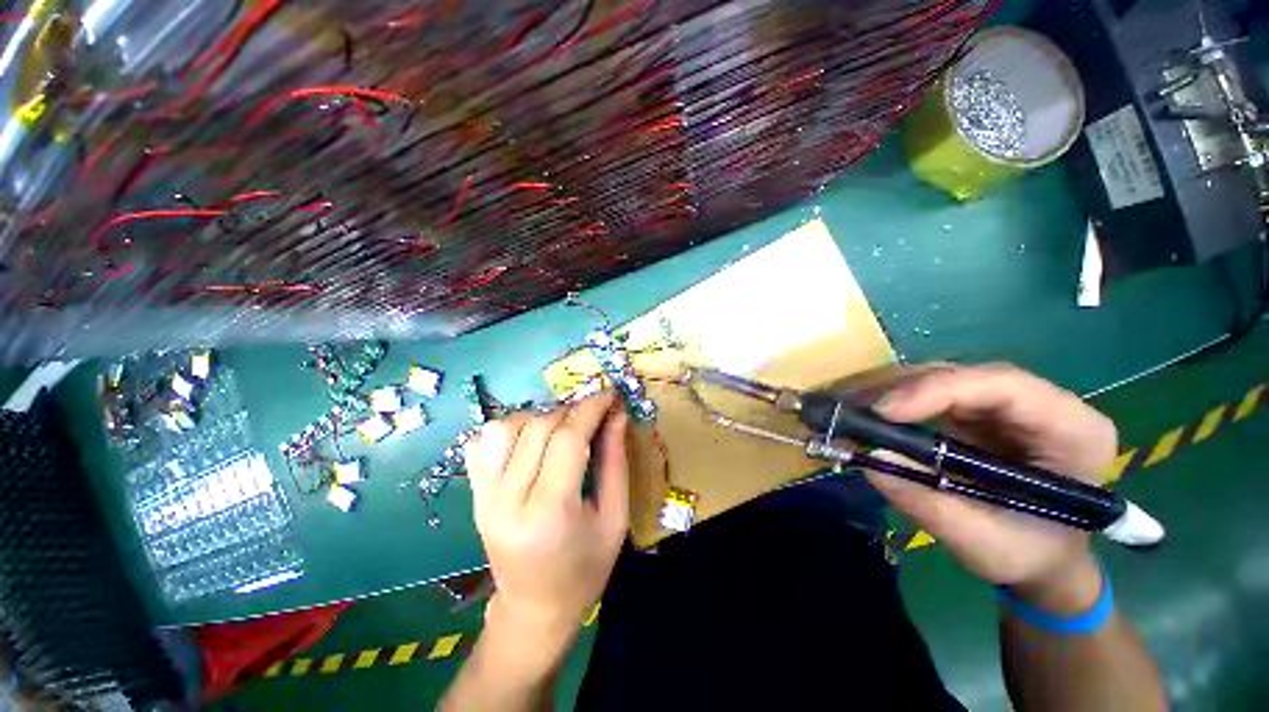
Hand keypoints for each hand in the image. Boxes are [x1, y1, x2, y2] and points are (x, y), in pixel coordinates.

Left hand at [464, 390, 629, 645]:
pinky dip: (508, 428)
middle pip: (539, 428)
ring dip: (540, 415)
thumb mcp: (614, 518)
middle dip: (572, 409)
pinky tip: (530, 437)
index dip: (591, 409)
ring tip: (564, 425)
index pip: (567, 440)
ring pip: (506, 427)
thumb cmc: (585, 569)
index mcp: (549, 513)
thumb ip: (615, 461)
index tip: (609, 393)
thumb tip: (617, 414)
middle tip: (594, 410)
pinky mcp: (474, 495)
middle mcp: (508, 500)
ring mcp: (483, 497)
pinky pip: (481, 443)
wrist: (534, 608)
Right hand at [865, 364, 1114, 613]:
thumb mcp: (984, 544)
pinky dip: (891, 403)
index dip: (939, 389)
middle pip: (964, 376)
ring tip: (848, 408)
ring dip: (889, 391)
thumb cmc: (1029, 557)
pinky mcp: (975, 413)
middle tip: (852, 407)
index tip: (884, 411)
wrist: (1041, 560)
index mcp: (1071, 430)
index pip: (1004, 386)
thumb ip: (931, 504)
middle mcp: (1039, 405)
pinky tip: (863, 413)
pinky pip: (928, 395)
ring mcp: (1004, 406)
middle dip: (903, 389)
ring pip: (940, 379)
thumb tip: (872, 458)